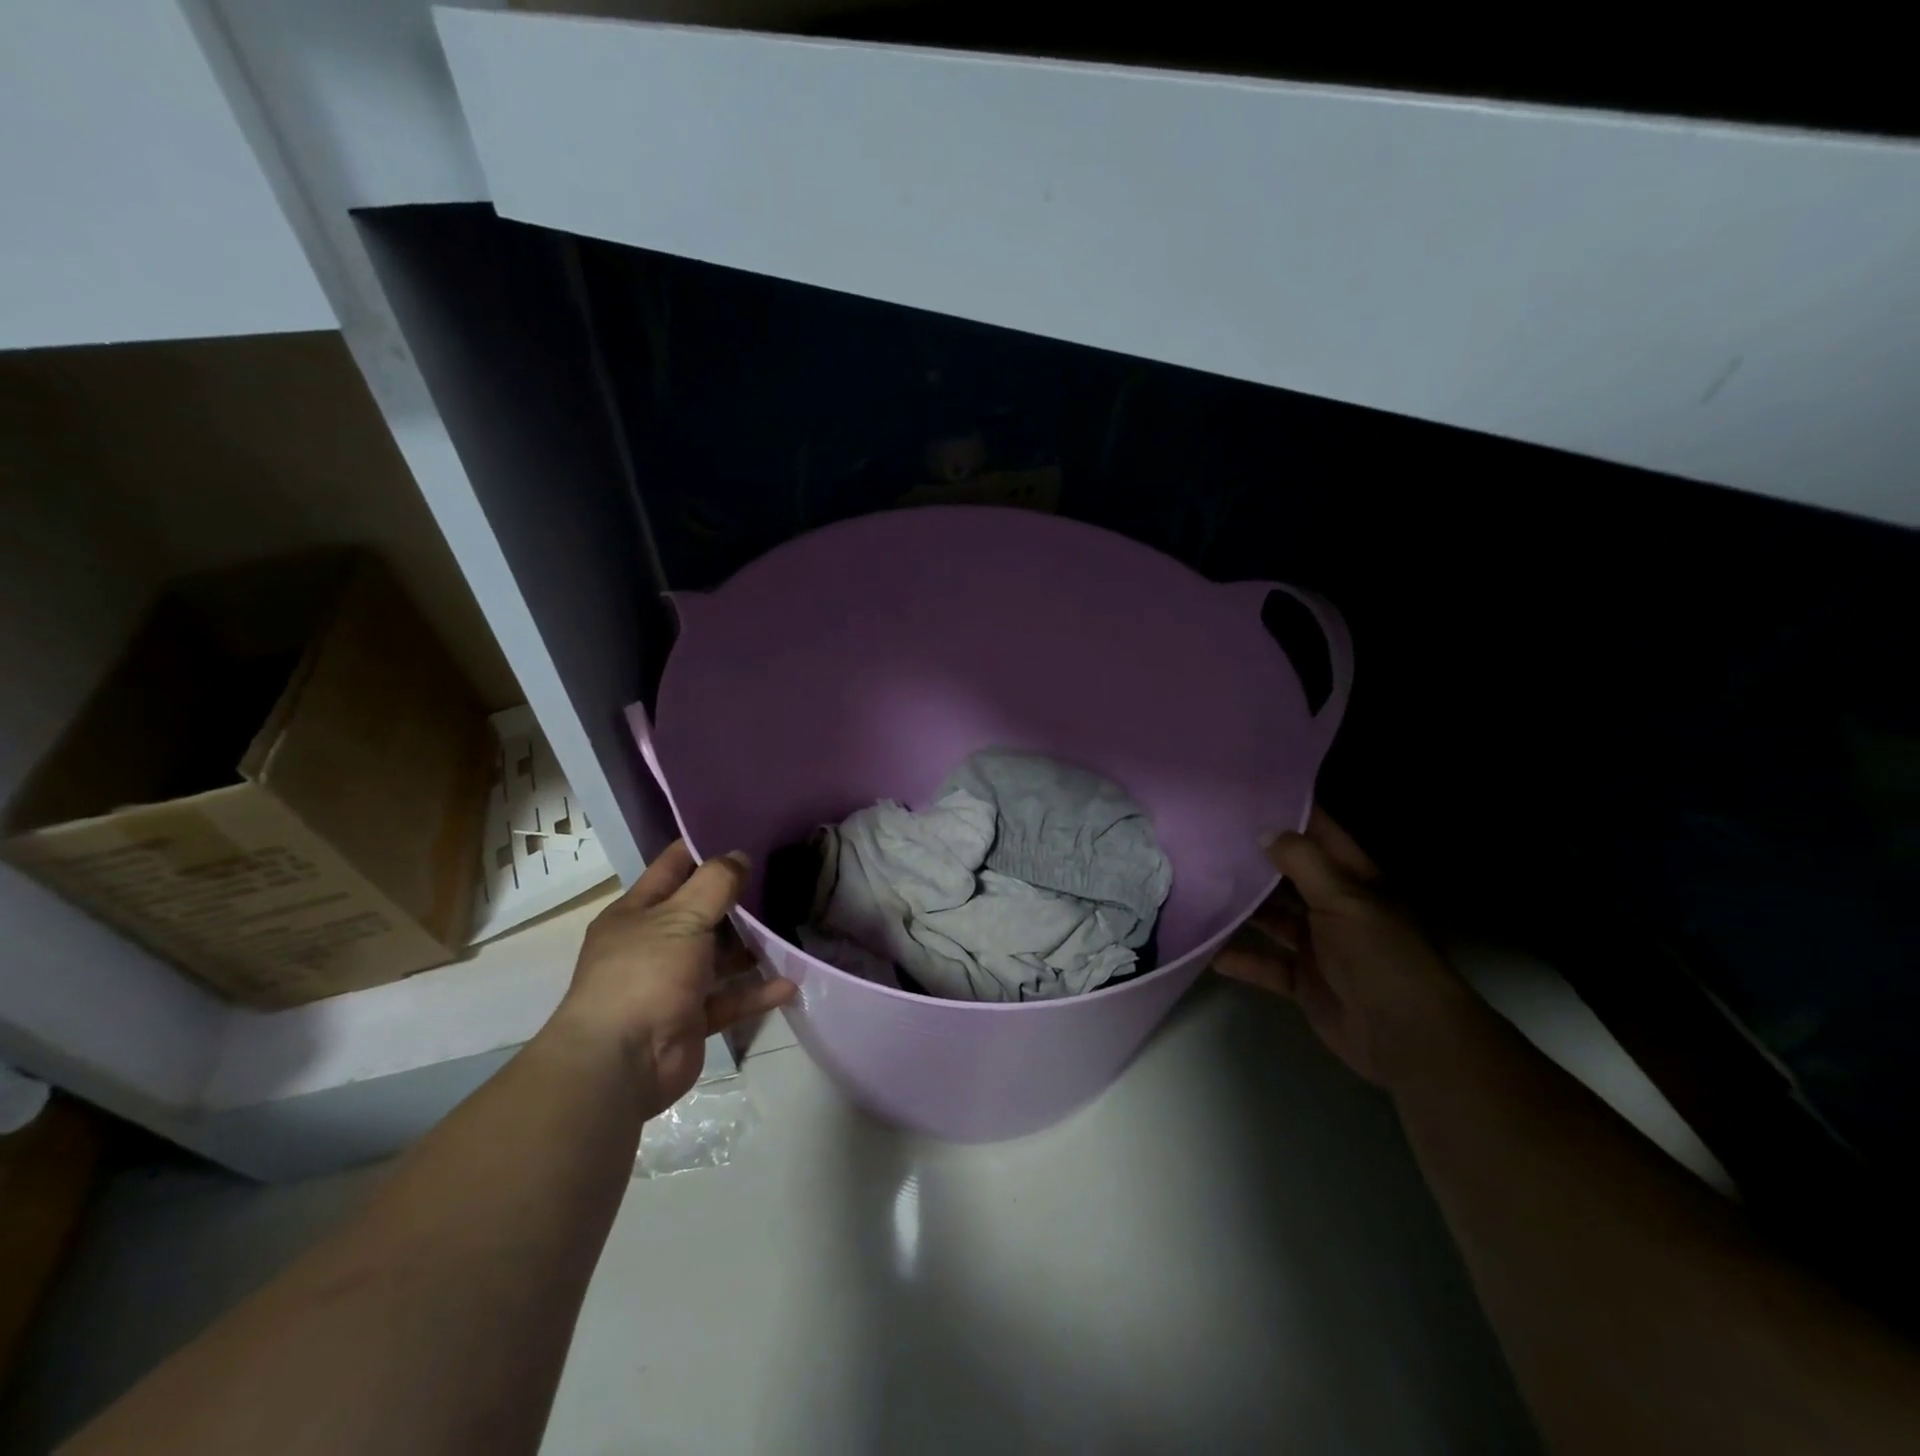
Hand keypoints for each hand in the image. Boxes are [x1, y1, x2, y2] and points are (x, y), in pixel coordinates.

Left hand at [544, 840, 796, 1114]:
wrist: (622, 1064)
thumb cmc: (645, 974)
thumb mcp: (681, 917)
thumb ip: (715, 883)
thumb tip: (740, 856)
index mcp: (637, 914)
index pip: (672, 868)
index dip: (702, 848)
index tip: (742, 834)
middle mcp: (652, 944)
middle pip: (700, 913)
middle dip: (736, 900)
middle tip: (779, 880)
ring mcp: (672, 983)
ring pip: (718, 957)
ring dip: (750, 948)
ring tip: (790, 930)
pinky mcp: (691, 1018)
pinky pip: (730, 998)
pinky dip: (756, 992)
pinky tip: (789, 983)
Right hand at [1213, 809, 1486, 1091]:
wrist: (1407, 1037)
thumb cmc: (1381, 956)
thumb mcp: (1344, 899)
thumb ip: (1303, 863)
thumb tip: (1265, 832)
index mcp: (1356, 882)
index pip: (1322, 836)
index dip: (1292, 814)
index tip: (1249, 795)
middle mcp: (1336, 908)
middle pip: (1291, 876)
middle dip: (1256, 859)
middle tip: (1209, 837)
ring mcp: (1320, 946)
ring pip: (1274, 918)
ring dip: (1243, 908)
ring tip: (1199, 886)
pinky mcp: (1304, 982)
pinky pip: (1266, 964)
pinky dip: (1240, 958)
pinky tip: (1207, 950)